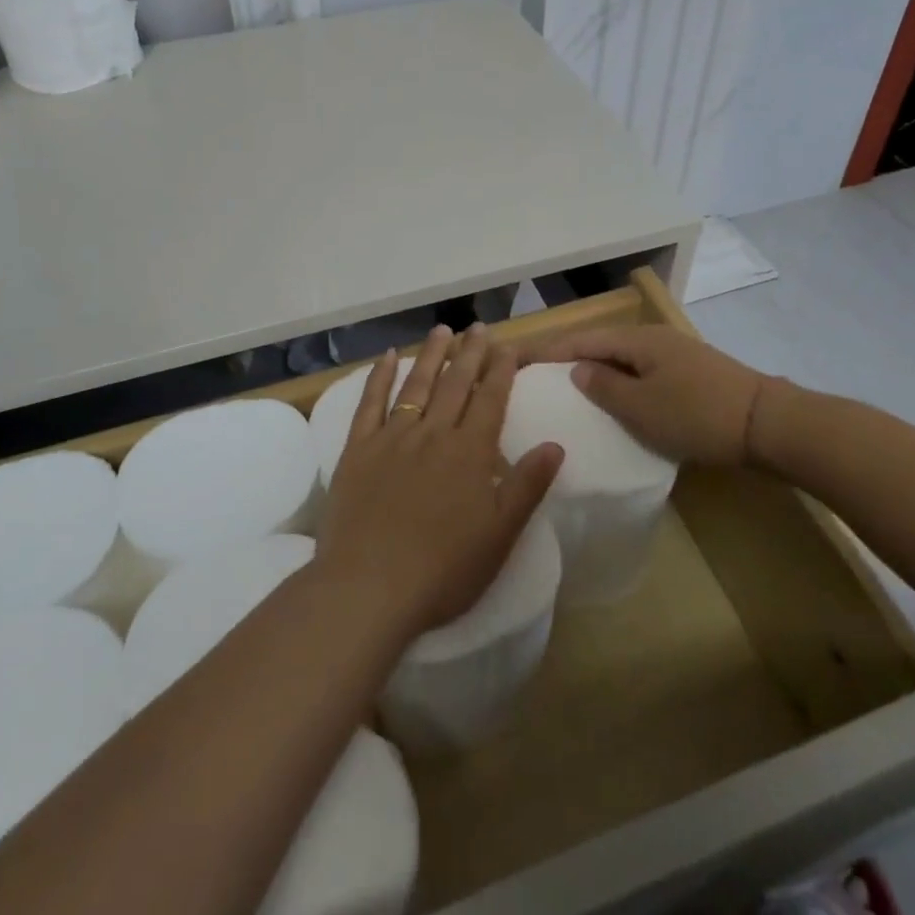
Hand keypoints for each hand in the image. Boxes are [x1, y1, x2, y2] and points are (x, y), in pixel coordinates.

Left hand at [317, 325, 564, 641]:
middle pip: (455, 384)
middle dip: (470, 353)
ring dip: (431, 354)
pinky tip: (387, 356)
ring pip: (416, 384)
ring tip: (442, 330)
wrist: (369, 588)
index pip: (490, 399)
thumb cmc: (443, 570)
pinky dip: (379, 376)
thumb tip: (555, 444)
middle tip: (478, 327)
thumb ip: (527, 486)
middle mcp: (433, 433)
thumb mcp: (500, 536)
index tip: (507, 346)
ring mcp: (392, 437)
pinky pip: (370, 403)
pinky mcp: (358, 449)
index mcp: (469, 452)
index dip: (501, 370)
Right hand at [525, 325, 781, 467]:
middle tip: (540, 378)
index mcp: (638, 340)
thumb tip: (577, 371)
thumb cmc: (698, 414)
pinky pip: (644, 374)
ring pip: (624, 361)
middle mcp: (654, 339)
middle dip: (571, 359)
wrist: (768, 423)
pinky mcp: (692, 375)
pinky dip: (623, 384)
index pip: (582, 340)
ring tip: (572, 393)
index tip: (518, 360)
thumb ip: (604, 387)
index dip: (549, 350)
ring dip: (598, 374)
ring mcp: (676, 355)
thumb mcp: (642, 407)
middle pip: (602, 345)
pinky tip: (617, 403)